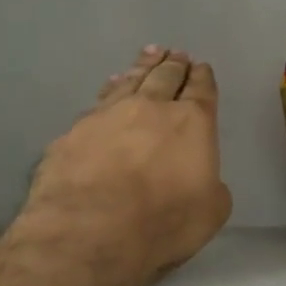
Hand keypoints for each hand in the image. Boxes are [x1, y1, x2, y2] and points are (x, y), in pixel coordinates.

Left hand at [26, 47, 232, 280]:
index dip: (203, 78)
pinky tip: (110, 88)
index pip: (201, 90)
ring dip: (142, 67)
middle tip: (176, 54)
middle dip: (174, 65)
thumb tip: (202, 179)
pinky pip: (99, 102)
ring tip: (149, 55)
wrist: (89, 230)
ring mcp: (108, 115)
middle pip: (165, 76)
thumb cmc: (163, 223)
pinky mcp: (74, 132)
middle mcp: (151, 108)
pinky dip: (110, 90)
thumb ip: (211, 186)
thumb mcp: (211, 211)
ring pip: (130, 81)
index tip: (202, 68)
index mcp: (192, 123)